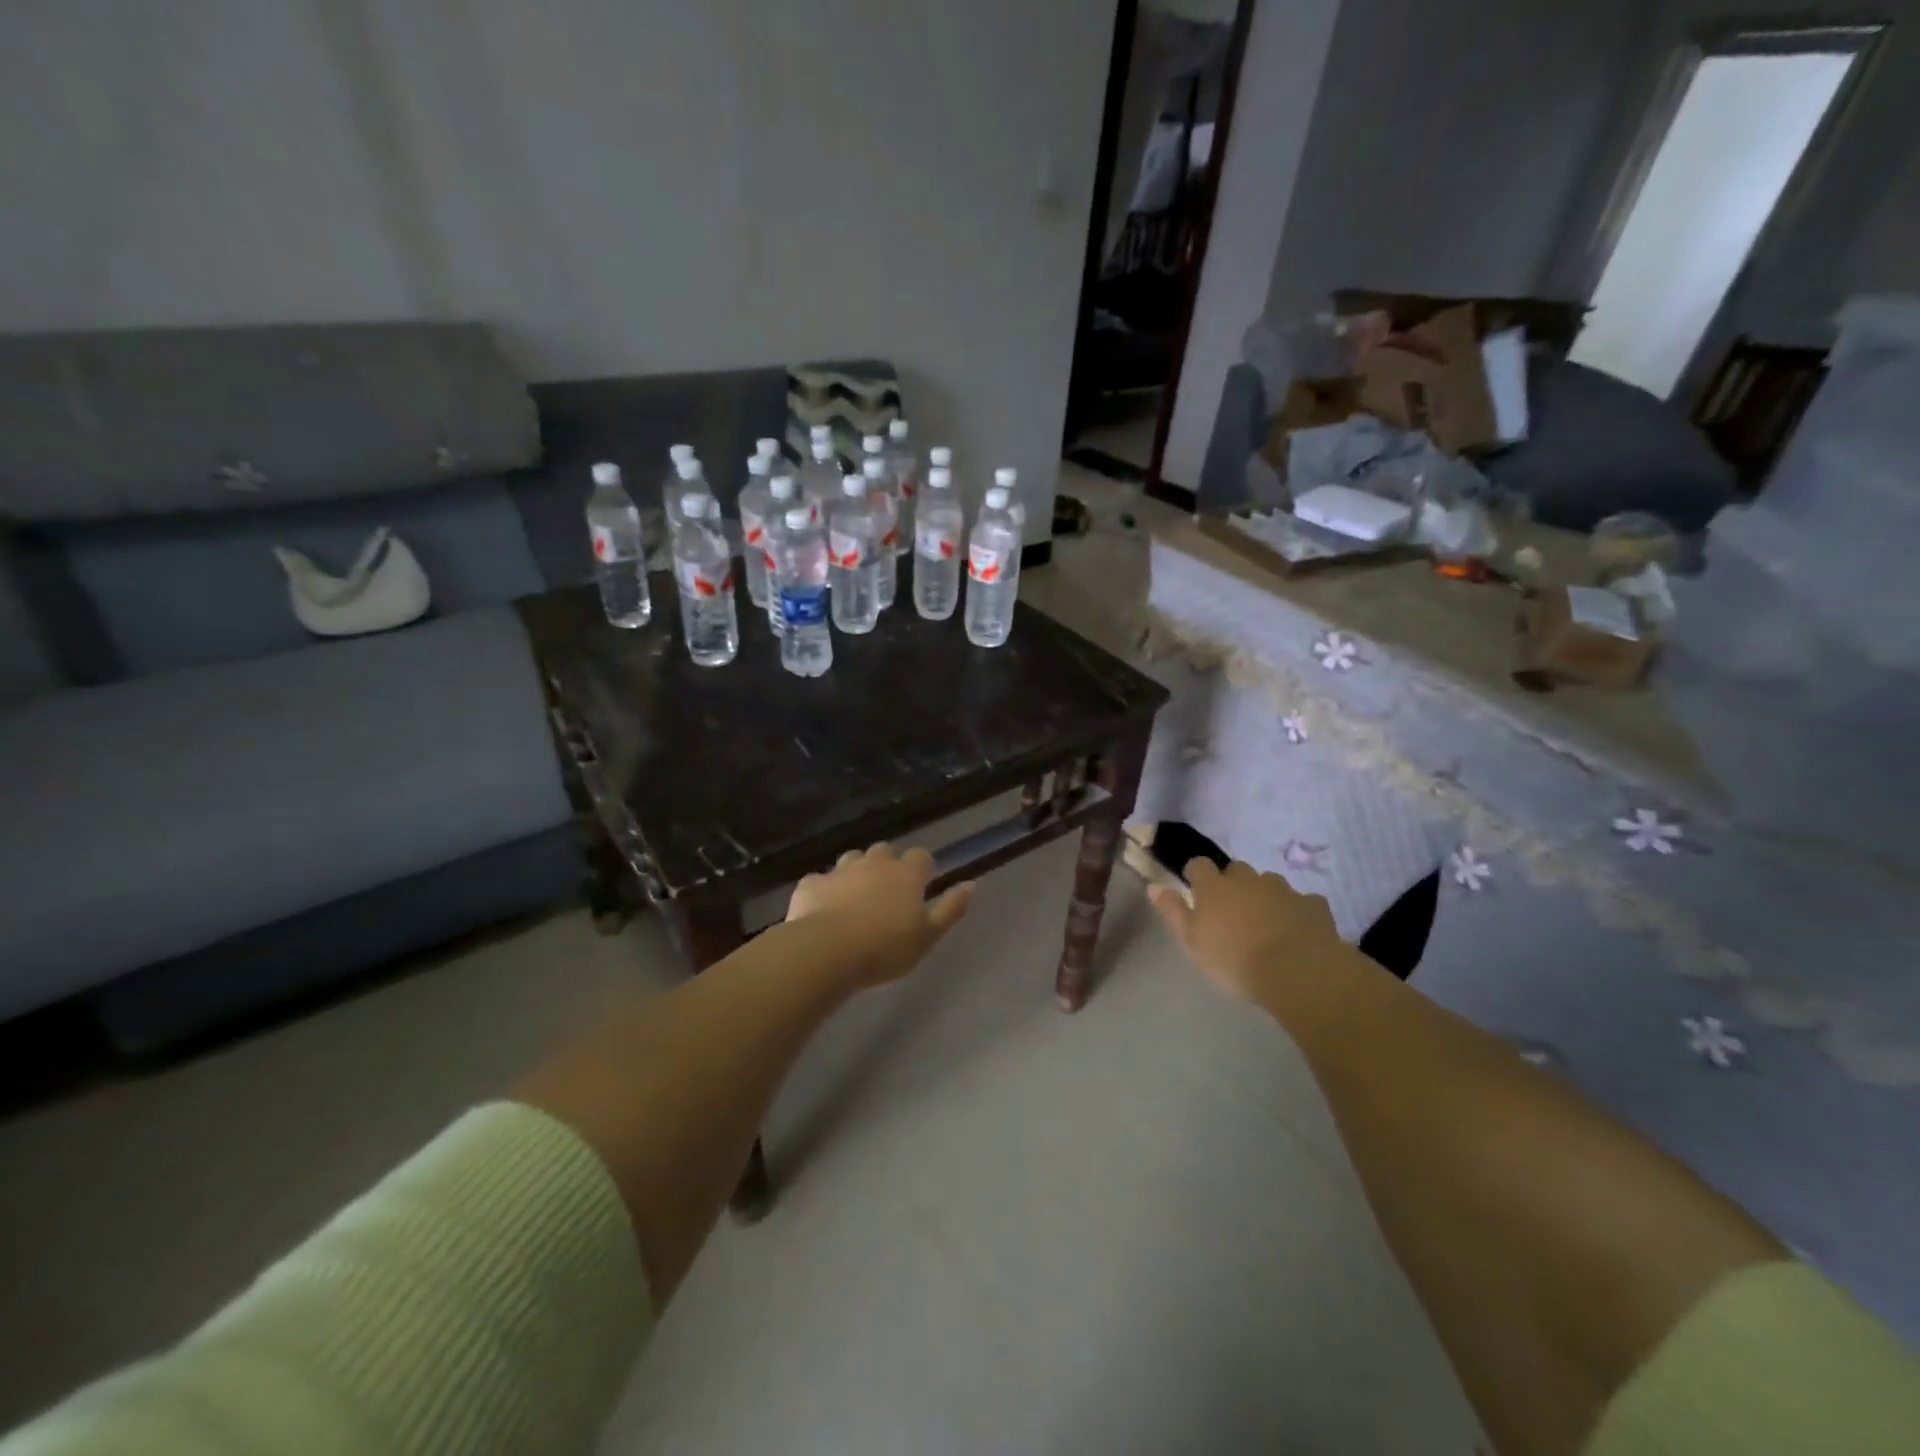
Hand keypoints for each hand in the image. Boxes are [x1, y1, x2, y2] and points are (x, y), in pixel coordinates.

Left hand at [786, 844, 973, 991]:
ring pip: (852, 859)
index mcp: (906, 874)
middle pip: (885, 850)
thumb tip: (971, 885)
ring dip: (856, 871)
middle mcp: (874, 863)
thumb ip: (950, 909)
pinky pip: (820, 880)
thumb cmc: (885, 948)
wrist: (827, 951)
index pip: (921, 856)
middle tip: (888, 891)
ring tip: (856, 896)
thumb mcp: (928, 936)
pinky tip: (823, 908)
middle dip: (888, 864)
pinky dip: (824, 889)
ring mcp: (840, 870)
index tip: (922, 884)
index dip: (923, 867)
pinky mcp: (811, 884)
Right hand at [1149, 859, 1354, 1008]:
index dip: (1197, 875)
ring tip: (1266, 922)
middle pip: (1236, 870)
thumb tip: (1154, 886)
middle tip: (1233, 911)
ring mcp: (1283, 889)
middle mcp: (1247, 880)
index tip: (1196, 890)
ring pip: (1269, 883)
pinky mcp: (1313, 904)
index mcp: (1214, 887)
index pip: (1199, 865)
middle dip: (1233, 883)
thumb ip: (1173, 912)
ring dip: (1265, 895)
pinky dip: (1296, 911)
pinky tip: (1298, 930)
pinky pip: (1302, 901)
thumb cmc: (1234, 960)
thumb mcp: (1192, 942)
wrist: (1298, 972)